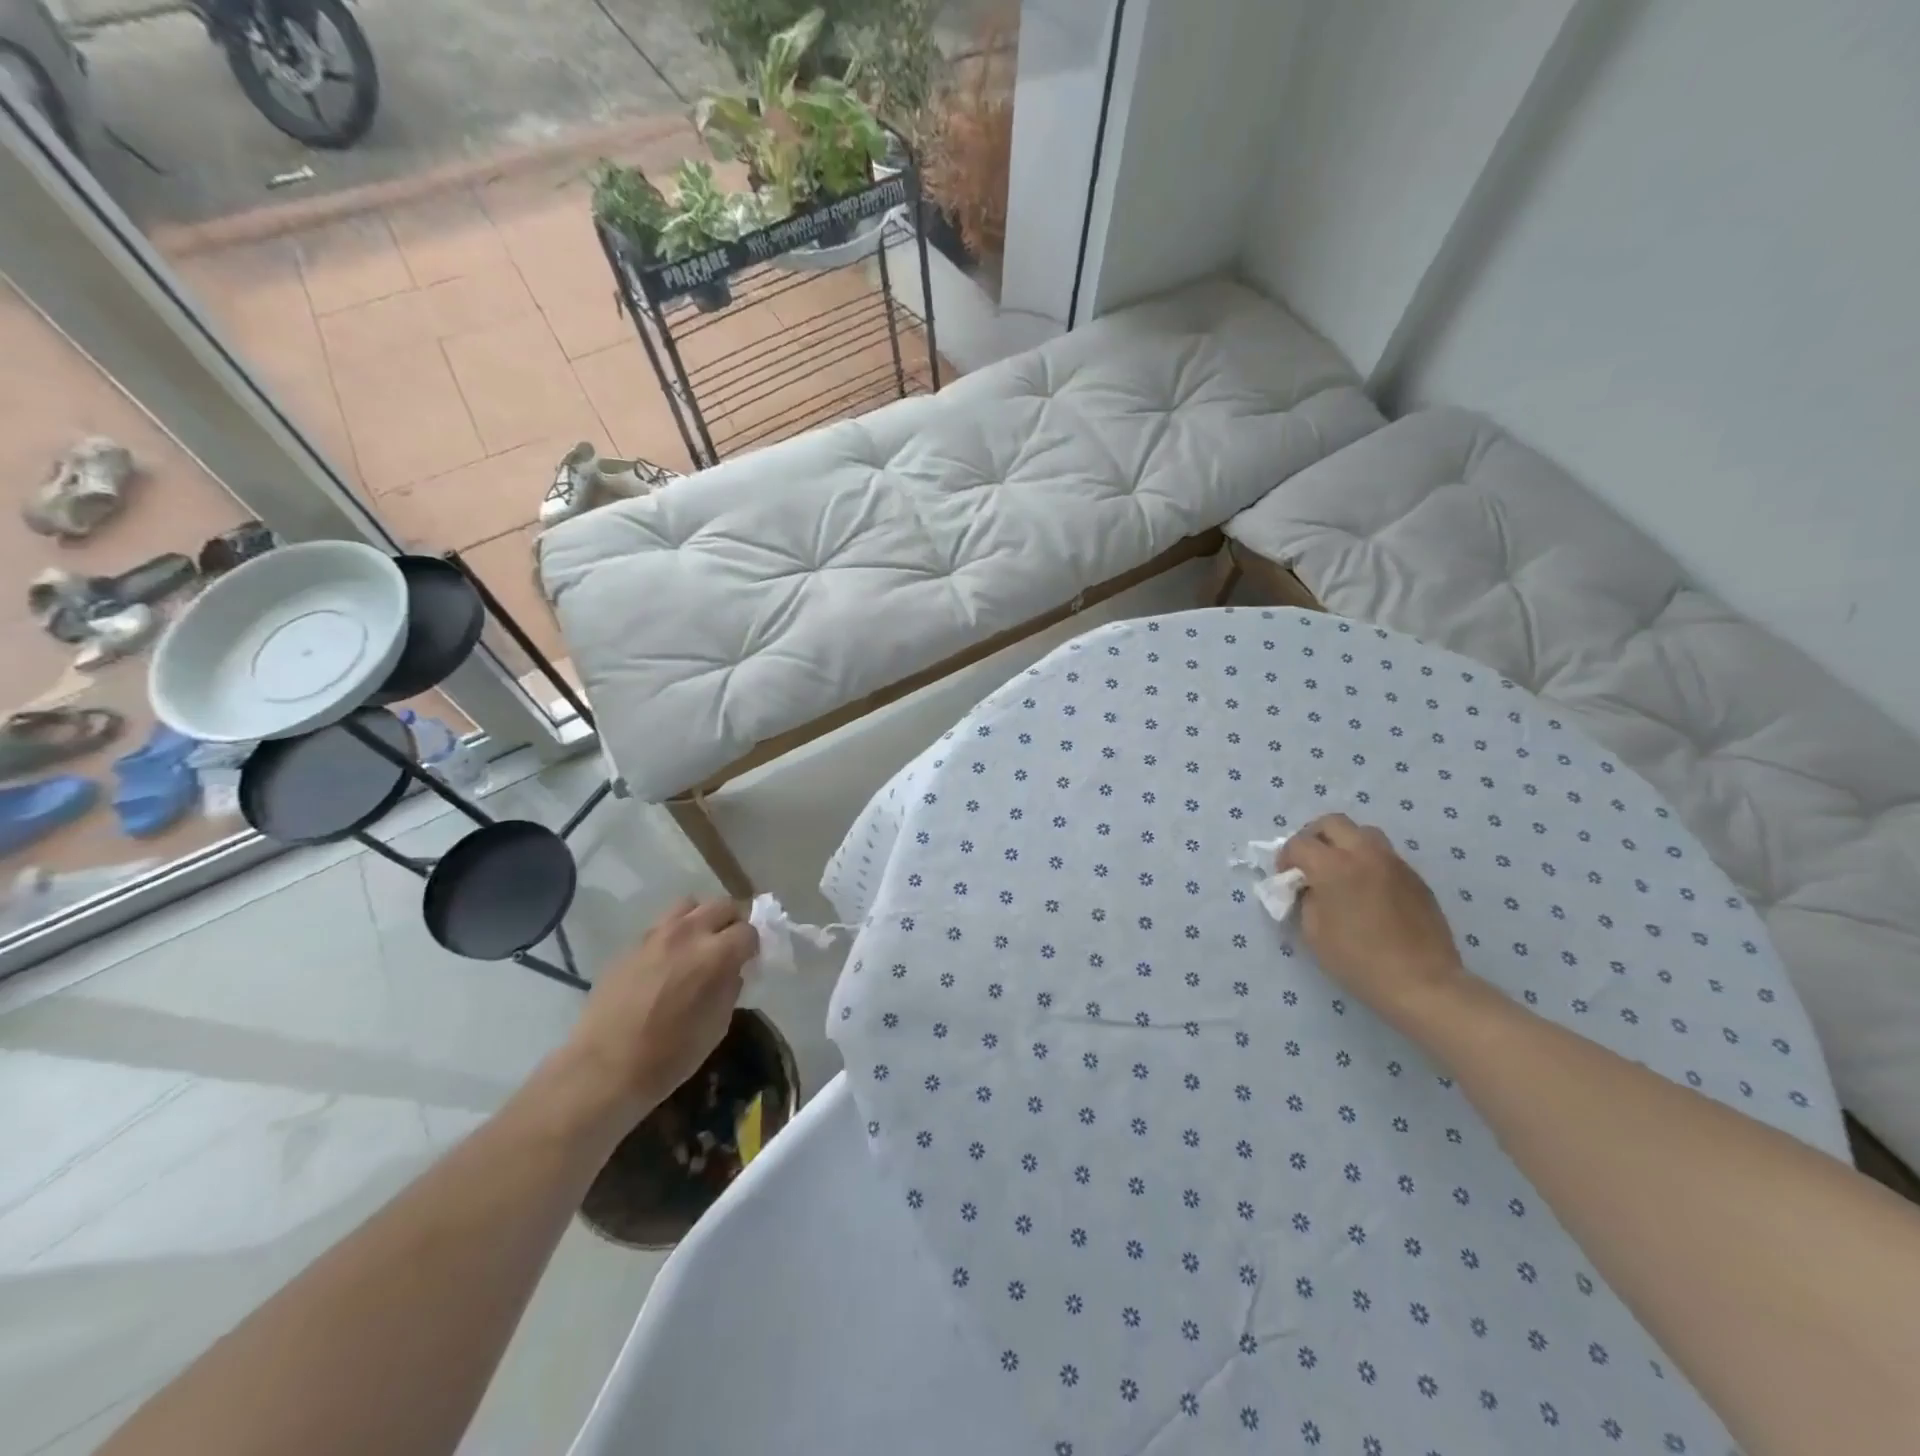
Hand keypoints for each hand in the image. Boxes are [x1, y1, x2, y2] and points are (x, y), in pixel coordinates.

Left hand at [565, 898, 756, 1122]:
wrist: (603, 1069)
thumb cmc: (669, 1056)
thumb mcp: (717, 1025)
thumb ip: (730, 987)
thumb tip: (732, 971)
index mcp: (715, 954)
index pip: (749, 930)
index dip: (753, 945)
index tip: (750, 960)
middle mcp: (688, 933)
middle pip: (722, 905)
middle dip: (733, 921)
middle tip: (730, 946)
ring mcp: (655, 936)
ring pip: (689, 906)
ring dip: (701, 919)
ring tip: (699, 943)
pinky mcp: (630, 945)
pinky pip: (661, 926)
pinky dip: (674, 934)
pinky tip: (668, 961)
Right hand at [1279, 814, 1471, 1029]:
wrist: (1422, 983)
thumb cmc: (1358, 960)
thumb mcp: (1313, 932)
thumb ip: (1307, 898)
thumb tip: (1310, 886)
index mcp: (1333, 866)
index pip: (1298, 843)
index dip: (1285, 857)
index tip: (1286, 877)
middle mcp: (1364, 853)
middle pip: (1332, 822)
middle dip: (1313, 837)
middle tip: (1309, 862)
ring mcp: (1394, 862)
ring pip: (1363, 833)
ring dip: (1344, 843)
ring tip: (1341, 871)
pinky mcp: (1415, 877)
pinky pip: (1384, 856)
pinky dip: (1368, 862)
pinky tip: (1368, 891)